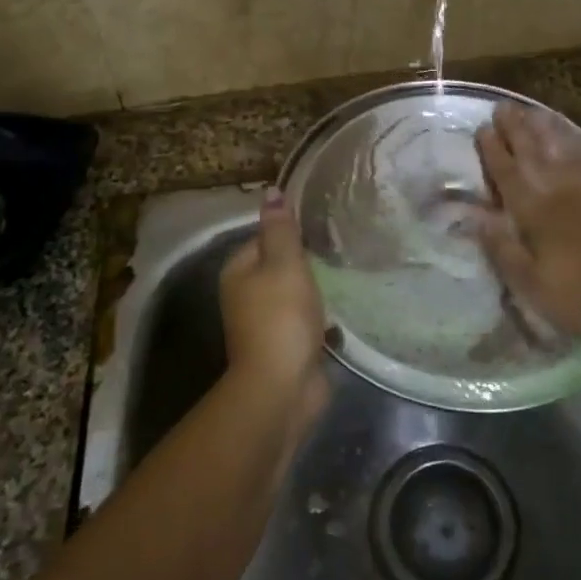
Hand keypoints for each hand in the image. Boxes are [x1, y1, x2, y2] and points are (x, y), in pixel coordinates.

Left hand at [219, 187, 330, 418]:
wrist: (282, 388)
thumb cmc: (281, 316)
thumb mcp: (284, 262)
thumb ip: (280, 228)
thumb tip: (271, 191)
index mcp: (238, 271)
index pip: (265, 238)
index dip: (290, 233)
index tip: (320, 230)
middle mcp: (244, 296)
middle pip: (279, 267)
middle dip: (304, 263)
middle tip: (337, 252)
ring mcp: (263, 324)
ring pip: (292, 295)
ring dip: (314, 291)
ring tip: (342, 278)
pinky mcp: (284, 347)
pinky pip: (303, 322)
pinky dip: (318, 318)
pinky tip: (339, 314)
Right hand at [472, 104, 580, 347]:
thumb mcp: (531, 284)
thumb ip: (501, 247)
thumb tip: (472, 216)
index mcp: (532, 209)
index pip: (506, 171)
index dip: (492, 149)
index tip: (483, 128)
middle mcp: (559, 186)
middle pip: (533, 150)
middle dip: (515, 127)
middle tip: (503, 106)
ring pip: (564, 145)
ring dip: (546, 126)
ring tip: (533, 110)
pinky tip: (580, 135)